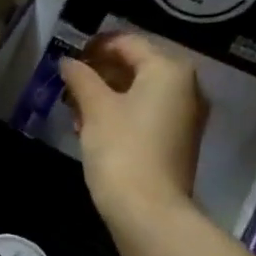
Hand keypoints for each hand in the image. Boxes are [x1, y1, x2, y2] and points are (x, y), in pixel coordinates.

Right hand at [59, 32, 207, 235]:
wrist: (149, 211)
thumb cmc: (122, 150)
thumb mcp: (95, 109)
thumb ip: (81, 78)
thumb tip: (68, 62)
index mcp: (169, 70)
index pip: (128, 43)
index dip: (96, 46)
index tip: (69, 56)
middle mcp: (186, 87)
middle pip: (137, 67)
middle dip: (100, 73)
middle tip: (69, 84)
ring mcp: (185, 117)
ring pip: (140, 93)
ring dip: (107, 96)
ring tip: (75, 109)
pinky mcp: (178, 142)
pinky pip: (147, 115)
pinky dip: (121, 115)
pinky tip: (93, 128)